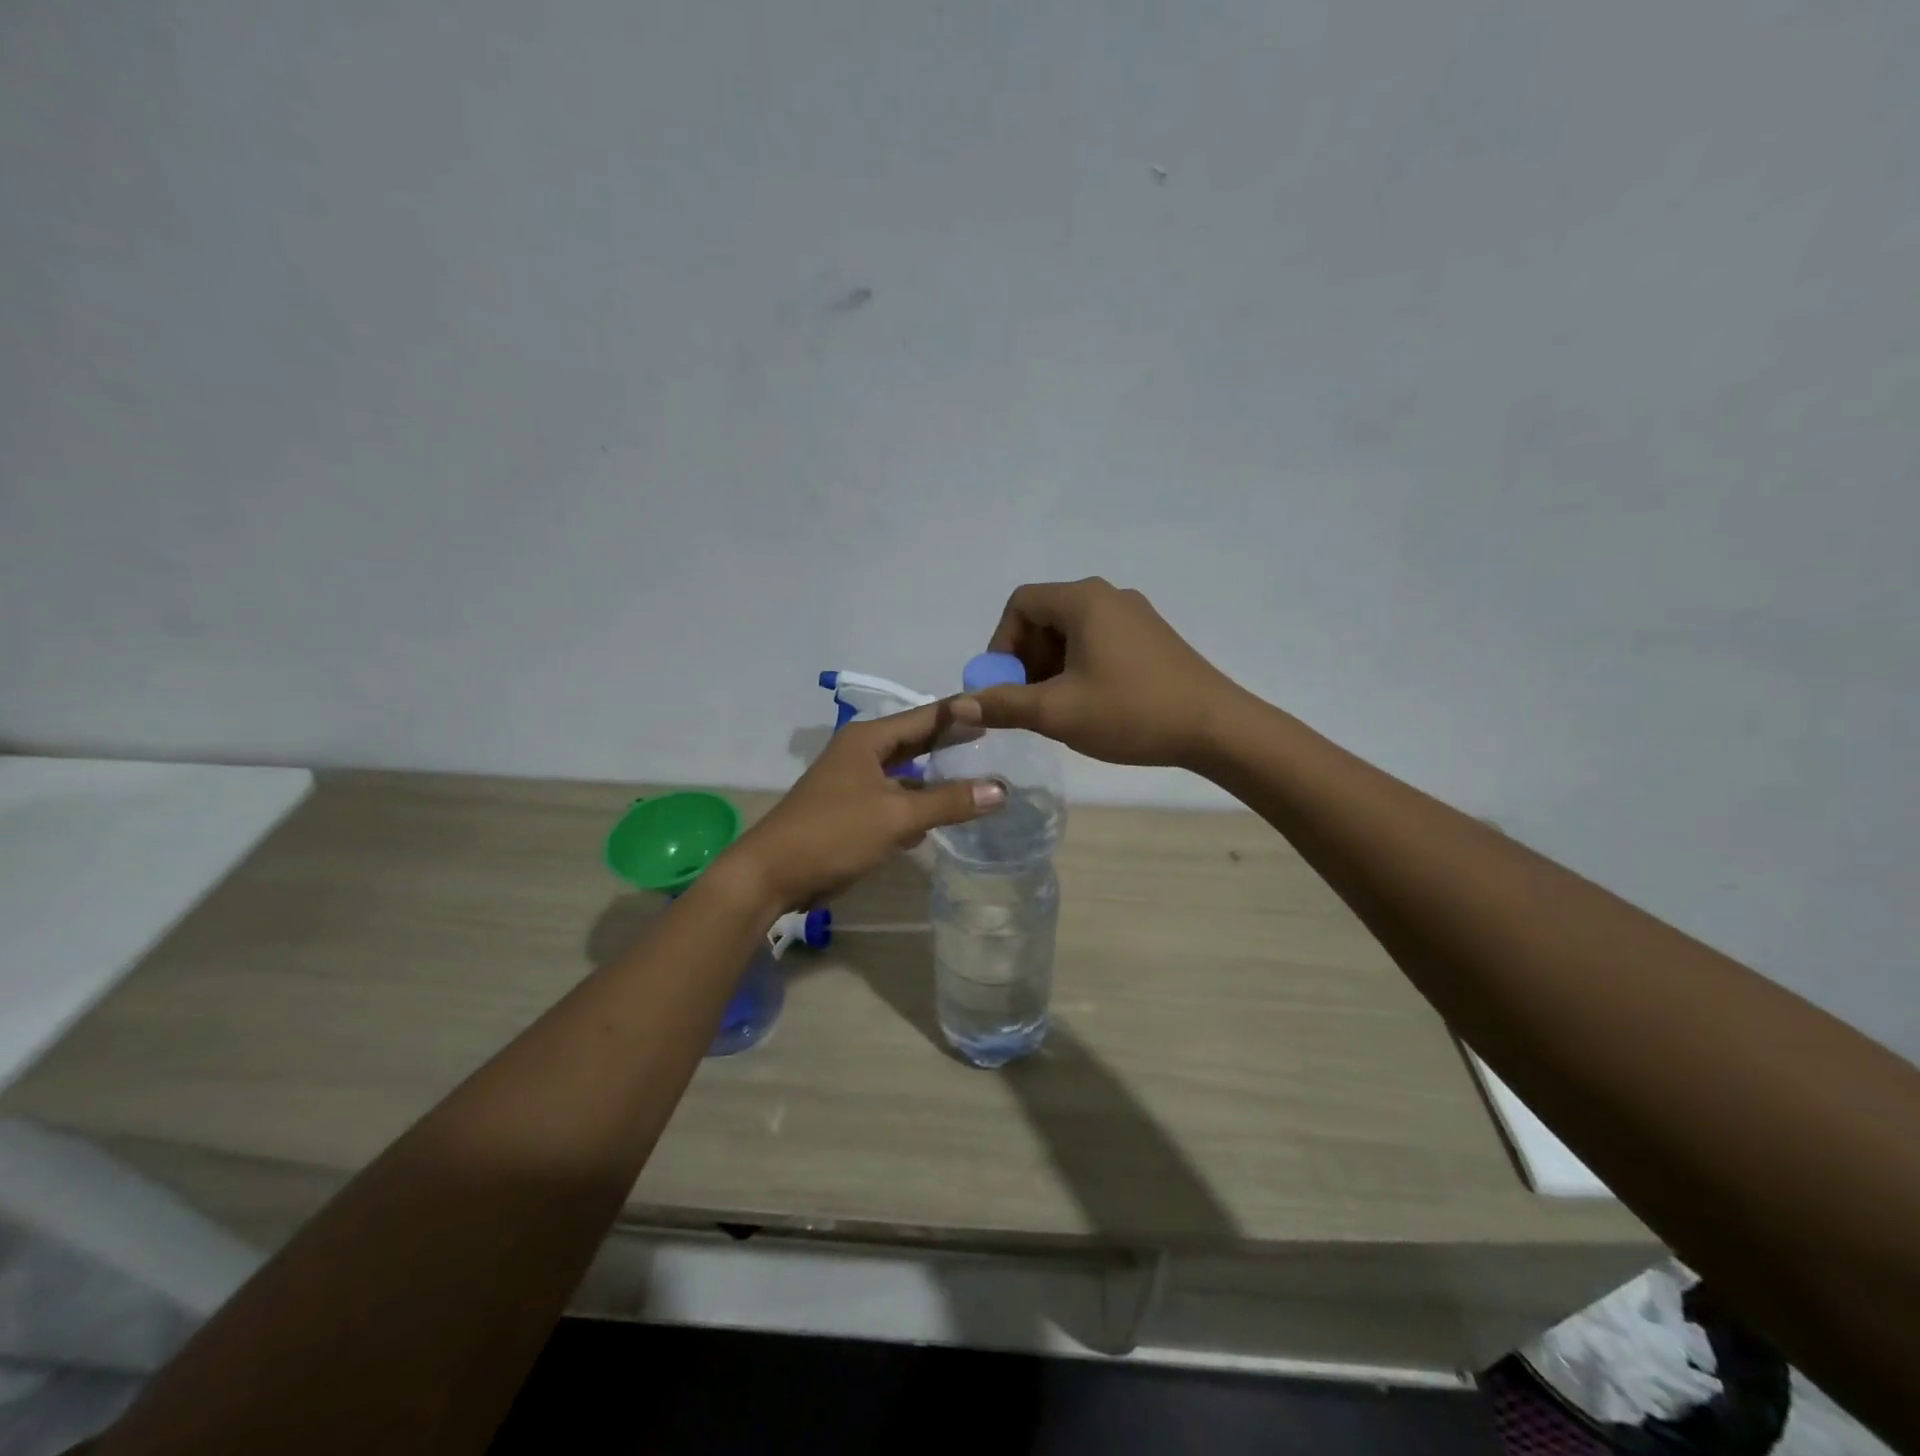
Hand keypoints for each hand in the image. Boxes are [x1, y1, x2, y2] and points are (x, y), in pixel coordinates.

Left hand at [721, 701, 1006, 909]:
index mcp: (868, 740)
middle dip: (950, 742)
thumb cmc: (833, 833)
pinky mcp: (850, 811)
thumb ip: (949, 801)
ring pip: (904, 773)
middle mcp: (860, 753)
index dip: (960, 713)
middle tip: (993, 738)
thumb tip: (1002, 789)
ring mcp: (853, 782)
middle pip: (915, 742)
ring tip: (975, 775)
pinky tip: (940, 815)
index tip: (996, 708)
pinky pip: (893, 799)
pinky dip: (916, 803)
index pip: (925, 716)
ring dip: (935, 776)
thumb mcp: (897, 816)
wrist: (771, 874)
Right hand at [952, 578, 1241, 767]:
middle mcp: (1108, 596)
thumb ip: (1003, 705)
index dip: (1001, 644)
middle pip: (1045, 616)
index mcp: (1083, 600)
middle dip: (1026, 660)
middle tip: (1028, 702)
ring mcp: (1135, 615)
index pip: (1020, 604)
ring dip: (1051, 667)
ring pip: (1072, 632)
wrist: (1216, 728)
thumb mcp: (1057, 712)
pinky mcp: (1152, 637)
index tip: (1005, 686)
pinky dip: (1080, 667)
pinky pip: (1098, 642)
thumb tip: (958, 706)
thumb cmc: (1131, 712)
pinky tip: (1090, 704)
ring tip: (1058, 709)